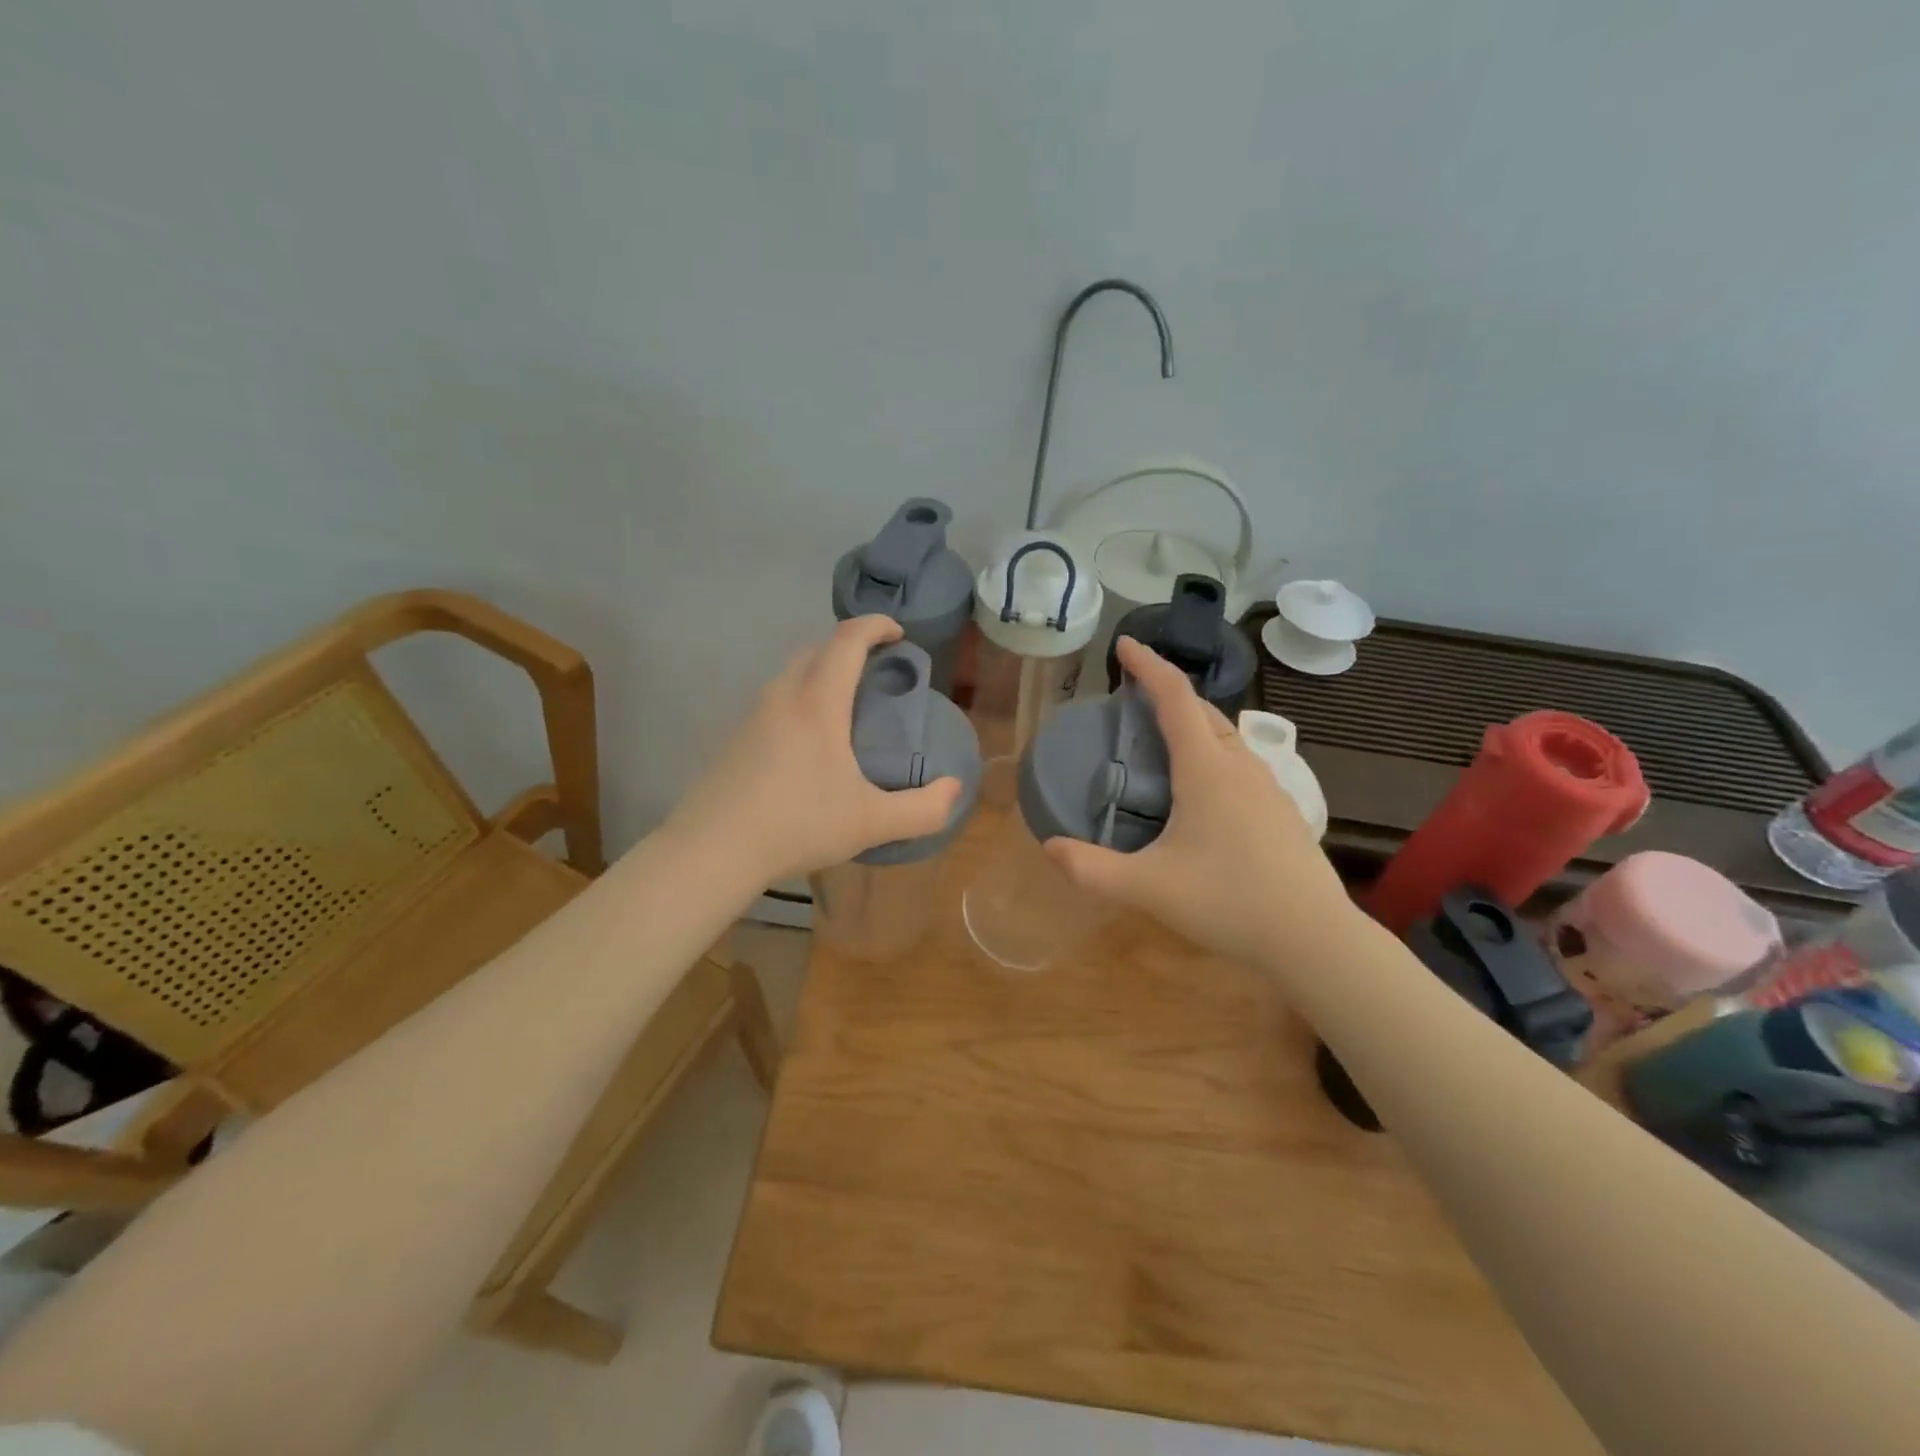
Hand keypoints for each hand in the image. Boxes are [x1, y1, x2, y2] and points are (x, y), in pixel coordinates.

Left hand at [666, 615, 962, 887]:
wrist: (712, 849)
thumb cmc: (797, 825)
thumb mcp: (871, 823)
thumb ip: (922, 809)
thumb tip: (954, 789)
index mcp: (818, 703)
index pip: (847, 640)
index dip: (875, 625)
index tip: (898, 633)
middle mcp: (782, 697)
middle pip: (817, 649)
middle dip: (850, 647)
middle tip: (877, 671)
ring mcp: (752, 716)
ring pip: (791, 675)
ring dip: (822, 674)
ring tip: (846, 708)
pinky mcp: (734, 738)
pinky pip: (775, 701)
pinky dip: (800, 701)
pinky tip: (808, 746)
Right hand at [1044, 637, 1351, 965]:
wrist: (1312, 937)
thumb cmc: (1227, 902)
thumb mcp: (1147, 888)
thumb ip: (1091, 869)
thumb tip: (1048, 848)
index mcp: (1206, 768)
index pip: (1174, 697)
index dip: (1148, 665)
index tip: (1124, 644)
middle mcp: (1239, 766)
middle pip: (1202, 710)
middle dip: (1166, 694)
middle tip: (1132, 701)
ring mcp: (1267, 787)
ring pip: (1226, 736)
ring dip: (1193, 723)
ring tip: (1162, 742)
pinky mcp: (1281, 810)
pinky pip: (1240, 763)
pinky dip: (1212, 753)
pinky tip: (1202, 791)